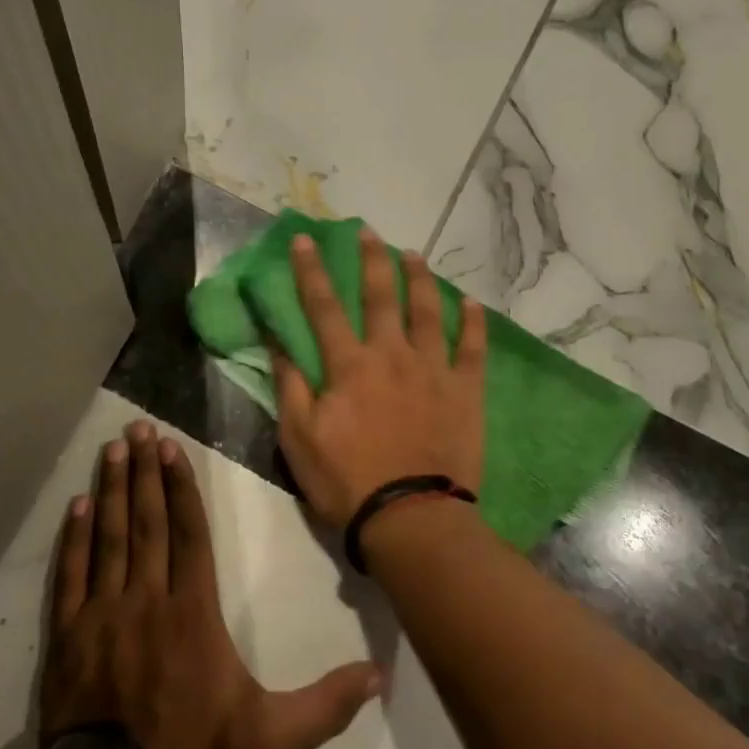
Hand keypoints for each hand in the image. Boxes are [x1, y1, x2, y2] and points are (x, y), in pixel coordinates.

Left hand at [40, 421, 383, 748]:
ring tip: (111, 450)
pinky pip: (71, 576)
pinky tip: (78, 506)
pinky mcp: (68, 638)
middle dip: (144, 472)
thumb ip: (328, 702)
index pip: (189, 534)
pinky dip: (74, 538)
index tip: (170, 449)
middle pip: (148, 523)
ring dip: (111, 490)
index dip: (180, 488)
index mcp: (194, 613)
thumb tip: (383, 674)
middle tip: (137, 430)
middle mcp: (147, 600)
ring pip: (110, 539)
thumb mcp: (275, 737)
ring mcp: (102, 616)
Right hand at [271, 230, 486, 530]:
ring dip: (419, 278)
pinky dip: (472, 324)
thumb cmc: (346, 480)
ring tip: (413, 254)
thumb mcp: (299, 437)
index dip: (312, 271)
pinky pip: (472, 349)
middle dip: (371, 259)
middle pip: (381, 296)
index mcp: (348, 365)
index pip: (324, 306)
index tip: (307, 239)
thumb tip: (276, 341)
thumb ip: (290, 385)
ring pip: (427, 311)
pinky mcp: (465, 391)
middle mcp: (391, 355)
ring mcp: (433, 370)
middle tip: (369, 231)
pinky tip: (470, 303)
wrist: (411, 517)